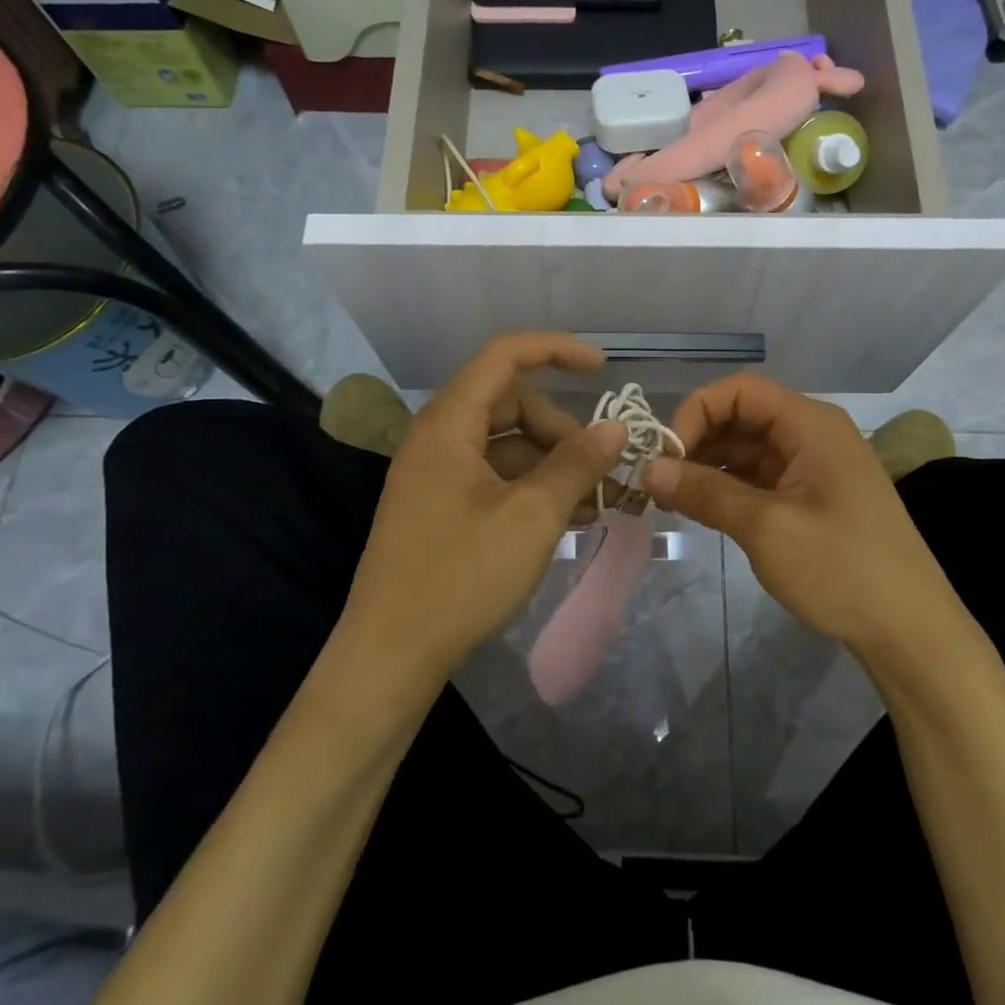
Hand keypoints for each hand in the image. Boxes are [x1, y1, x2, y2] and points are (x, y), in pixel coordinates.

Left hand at [342, 333, 628, 685]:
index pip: (504, 355)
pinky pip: (495, 478)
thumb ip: (577, 464)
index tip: (603, 368)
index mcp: (449, 423)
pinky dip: (532, 489)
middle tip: (599, 472)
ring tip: (594, 504)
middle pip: (511, 404)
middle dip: (561, 429)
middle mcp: (438, 437)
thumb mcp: (532, 516)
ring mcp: (437, 474)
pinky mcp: (441, 507)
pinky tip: (567, 520)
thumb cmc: (461, 575)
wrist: (390, 654)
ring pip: (507, 445)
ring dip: (553, 465)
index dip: (556, 350)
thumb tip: (614, 428)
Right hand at [643, 373, 964, 655]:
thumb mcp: (766, 528)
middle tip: (659, 482)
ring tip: (672, 499)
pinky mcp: (812, 497)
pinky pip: (760, 476)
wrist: (910, 629)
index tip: (666, 456)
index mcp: (810, 424)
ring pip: (747, 448)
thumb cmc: (842, 568)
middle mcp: (812, 434)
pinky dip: (729, 487)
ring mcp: (814, 466)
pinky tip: (703, 510)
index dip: (696, 412)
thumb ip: (705, 492)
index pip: (739, 390)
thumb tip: (649, 468)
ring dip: (708, 466)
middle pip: (742, 416)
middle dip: (697, 441)